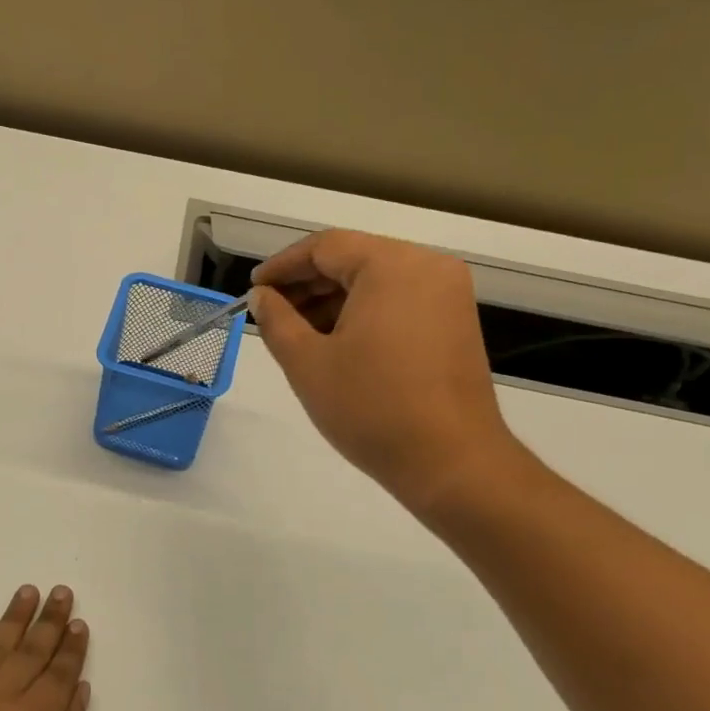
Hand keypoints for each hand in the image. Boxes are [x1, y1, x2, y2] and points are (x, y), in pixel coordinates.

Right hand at [251, 230, 525, 516]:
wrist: (451, 463)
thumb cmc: (371, 407)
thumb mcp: (307, 362)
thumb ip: (276, 320)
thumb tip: (261, 296)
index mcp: (391, 266)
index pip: (325, 247)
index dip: (282, 266)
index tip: (253, 289)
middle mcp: (427, 267)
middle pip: (353, 259)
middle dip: (307, 284)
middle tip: (270, 312)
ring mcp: (447, 295)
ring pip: (376, 281)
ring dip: (333, 300)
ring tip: (297, 332)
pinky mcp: (455, 322)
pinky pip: (399, 301)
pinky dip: (363, 313)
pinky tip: (335, 342)